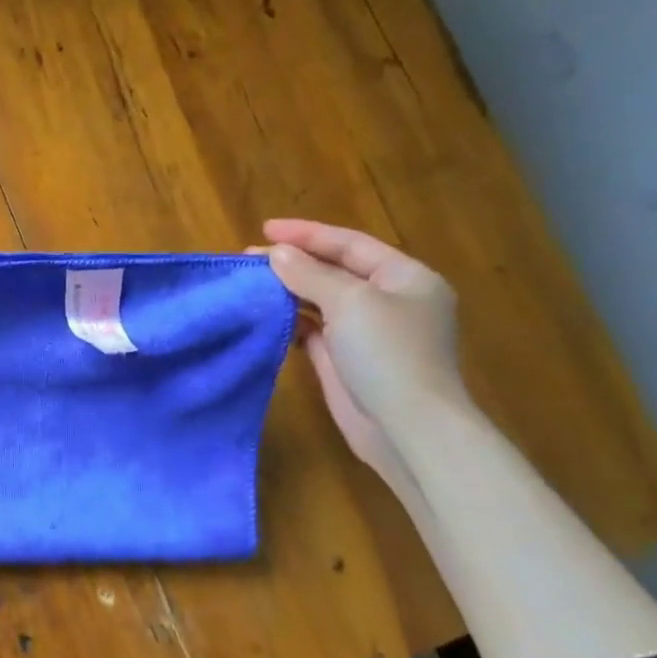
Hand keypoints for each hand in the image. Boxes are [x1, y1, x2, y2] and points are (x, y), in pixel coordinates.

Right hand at [261, 219, 467, 484]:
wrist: (406, 428)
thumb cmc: (388, 354)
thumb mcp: (350, 302)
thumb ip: (310, 274)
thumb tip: (276, 254)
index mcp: (405, 277)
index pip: (350, 244)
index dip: (307, 234)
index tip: (264, 229)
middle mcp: (389, 300)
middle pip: (335, 270)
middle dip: (294, 262)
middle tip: (249, 258)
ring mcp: (367, 332)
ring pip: (321, 300)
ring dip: (288, 290)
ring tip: (251, 283)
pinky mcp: (345, 359)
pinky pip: (313, 329)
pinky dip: (290, 320)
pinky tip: (266, 315)